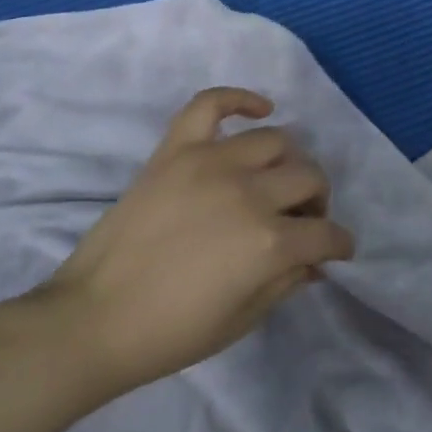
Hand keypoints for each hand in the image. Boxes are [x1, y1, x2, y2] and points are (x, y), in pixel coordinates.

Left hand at [35, 88, 353, 399]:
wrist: (92, 321)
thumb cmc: (171, 332)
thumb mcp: (243, 320)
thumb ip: (288, 282)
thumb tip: (316, 262)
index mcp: (269, 243)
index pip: (326, 234)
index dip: (338, 245)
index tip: (336, 251)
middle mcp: (249, 193)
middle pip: (309, 178)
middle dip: (318, 202)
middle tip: (303, 220)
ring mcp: (211, 164)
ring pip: (276, 141)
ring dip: (289, 162)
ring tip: (276, 181)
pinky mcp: (176, 151)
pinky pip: (212, 104)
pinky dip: (240, 99)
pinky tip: (260, 110)